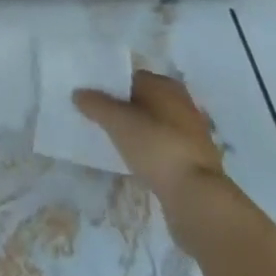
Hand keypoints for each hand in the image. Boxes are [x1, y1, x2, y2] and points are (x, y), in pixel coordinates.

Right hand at [73, 69, 224, 202]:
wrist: (197, 198)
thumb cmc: (156, 146)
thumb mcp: (117, 122)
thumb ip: (95, 104)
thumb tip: (78, 93)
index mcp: (165, 85)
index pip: (131, 77)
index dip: (110, 86)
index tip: (92, 99)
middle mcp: (182, 103)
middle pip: (144, 101)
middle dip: (124, 109)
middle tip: (99, 120)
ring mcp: (192, 133)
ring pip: (155, 125)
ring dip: (138, 131)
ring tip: (114, 141)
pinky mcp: (196, 161)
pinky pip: (164, 147)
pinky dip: (150, 151)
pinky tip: (136, 162)